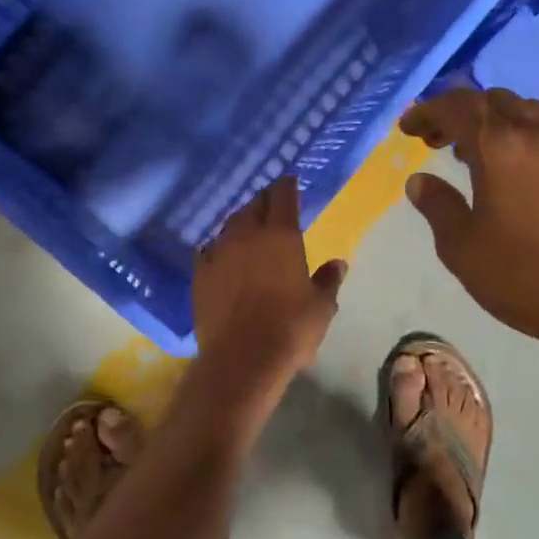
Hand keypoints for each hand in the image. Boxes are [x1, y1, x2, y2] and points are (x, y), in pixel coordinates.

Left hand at [192, 177, 346, 399]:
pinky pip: (209, 250)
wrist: (242, 358)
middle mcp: (246, 235)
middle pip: (254, 205)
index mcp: (281, 235)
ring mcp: (218, 253)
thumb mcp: (321, 306)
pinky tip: (222, 253)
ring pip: (229, 225)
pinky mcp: (200, 274)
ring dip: (241, 221)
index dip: (288, 185)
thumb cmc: (290, 329)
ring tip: (249, 225)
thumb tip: (338, 264)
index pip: (283, 196)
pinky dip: (219, 247)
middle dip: (265, 200)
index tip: (291, 181)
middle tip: (273, 202)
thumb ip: (328, 280)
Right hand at [399, 89, 538, 359]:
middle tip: (438, 141)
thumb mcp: (462, 247)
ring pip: (528, 112)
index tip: (408, 128)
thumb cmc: (523, 275)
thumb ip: (438, 206)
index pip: (459, 107)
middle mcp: (538, 135)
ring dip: (495, 122)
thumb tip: (419, 181)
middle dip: (461, 113)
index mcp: (500, 146)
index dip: (429, 112)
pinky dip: (523, 138)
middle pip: (495, 101)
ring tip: (476, 153)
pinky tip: (516, 173)